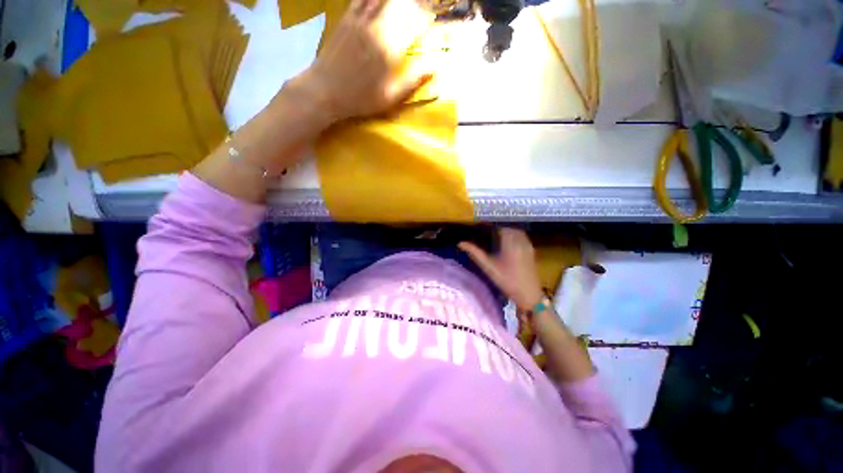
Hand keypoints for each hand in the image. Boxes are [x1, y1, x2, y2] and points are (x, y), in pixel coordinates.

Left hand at [298, 0, 434, 121]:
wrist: (325, 90)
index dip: (426, 18)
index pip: (415, 23)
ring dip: (397, 1)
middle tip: (420, 9)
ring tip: (404, 5)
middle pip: (401, 4)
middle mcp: (377, 28)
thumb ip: (413, 80)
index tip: (431, 19)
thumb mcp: (391, 97)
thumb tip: (434, 65)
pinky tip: (379, 1)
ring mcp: (360, 20)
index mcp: (391, 49)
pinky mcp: (347, 18)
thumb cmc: (361, 98)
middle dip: (413, 5)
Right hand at [459, 228, 544, 311]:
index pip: (499, 226)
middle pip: (508, 226)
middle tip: (485, 230)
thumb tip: (460, 243)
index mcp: (510, 242)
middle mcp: (520, 240)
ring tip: (494, 235)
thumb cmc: (507, 281)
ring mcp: (528, 244)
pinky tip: (506, 243)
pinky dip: (513, 235)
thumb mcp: (489, 267)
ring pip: (516, 230)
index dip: (489, 224)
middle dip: (497, 226)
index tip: (479, 225)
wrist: (529, 295)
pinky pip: (521, 236)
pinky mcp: (531, 249)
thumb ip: (475, 253)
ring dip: (506, 230)